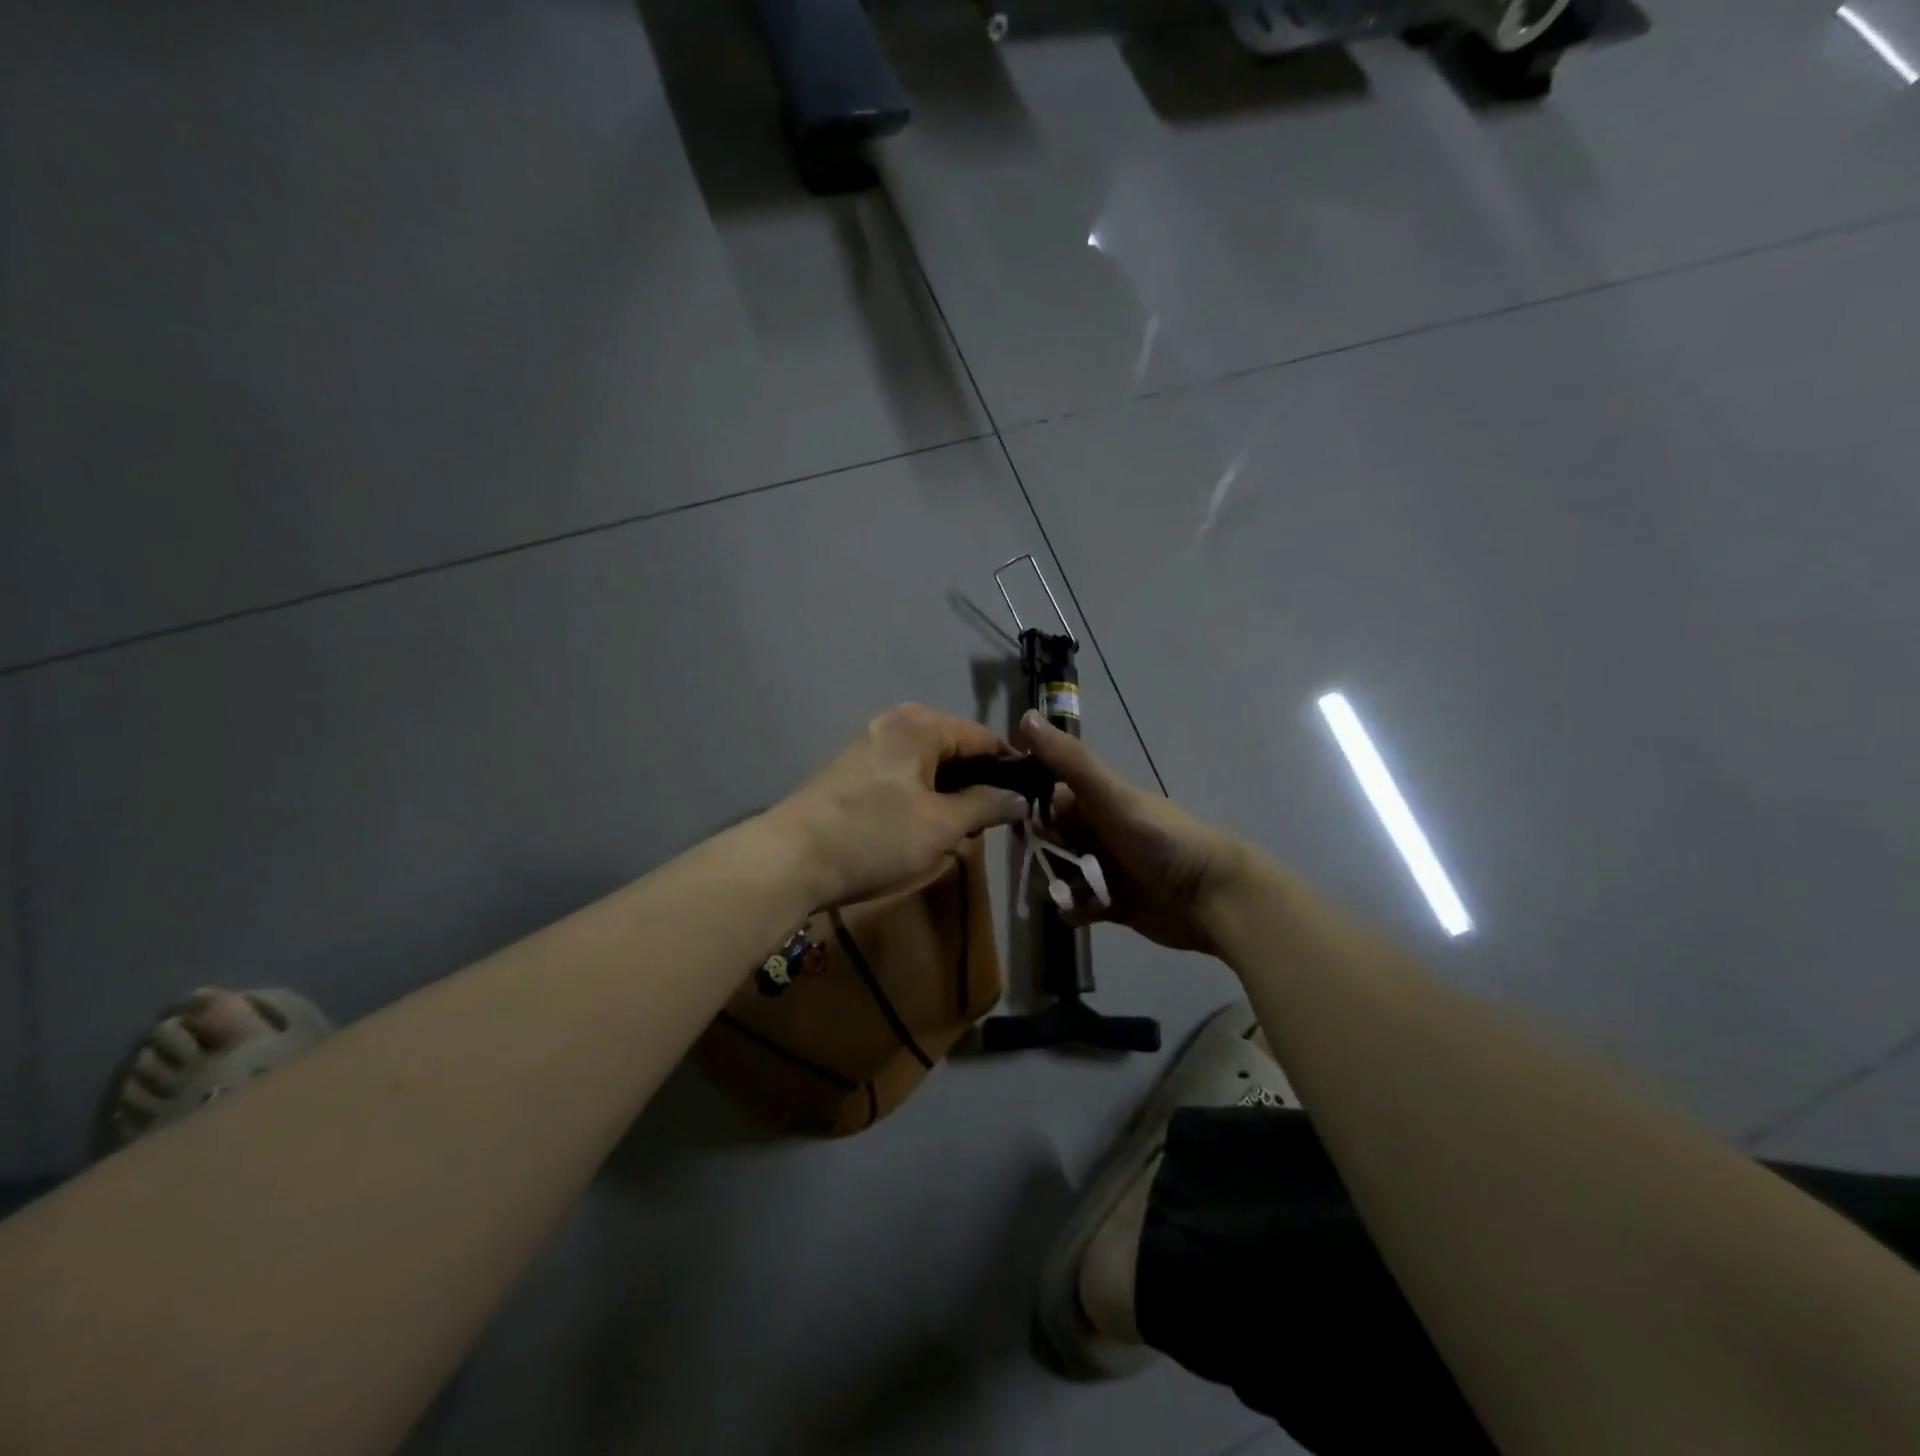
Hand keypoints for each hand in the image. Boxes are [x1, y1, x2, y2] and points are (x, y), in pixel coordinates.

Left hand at [770, 704, 1029, 909]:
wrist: (788, 860)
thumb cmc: (874, 837)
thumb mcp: (941, 826)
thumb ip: (986, 806)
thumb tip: (1021, 798)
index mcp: (920, 725)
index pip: (984, 738)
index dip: (1011, 769)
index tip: (1031, 801)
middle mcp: (894, 723)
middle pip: (954, 749)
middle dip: (978, 784)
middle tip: (995, 825)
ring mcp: (868, 745)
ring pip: (928, 765)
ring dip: (950, 795)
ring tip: (962, 832)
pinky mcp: (851, 771)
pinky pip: (903, 776)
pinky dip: (922, 798)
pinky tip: (924, 829)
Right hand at [1014, 711, 1249, 953]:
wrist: (1212, 896)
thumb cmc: (1160, 839)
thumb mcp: (1110, 795)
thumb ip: (1069, 759)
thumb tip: (1026, 715)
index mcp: (1095, 799)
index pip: (1045, 796)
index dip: (1026, 808)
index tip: (1011, 823)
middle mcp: (1097, 830)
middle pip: (1048, 838)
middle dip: (1038, 854)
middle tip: (1042, 867)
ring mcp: (1104, 867)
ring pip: (1059, 873)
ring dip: (1054, 883)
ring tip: (1063, 894)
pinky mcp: (1112, 902)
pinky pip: (1078, 905)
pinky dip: (1073, 909)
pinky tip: (1077, 912)